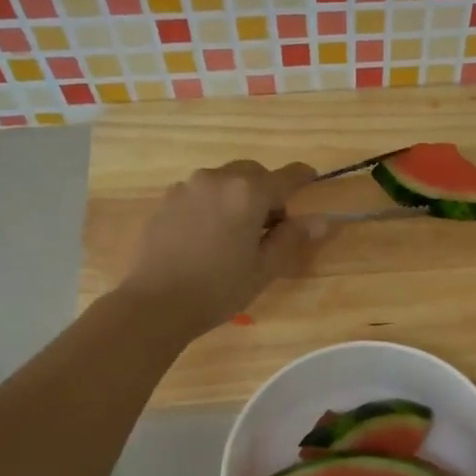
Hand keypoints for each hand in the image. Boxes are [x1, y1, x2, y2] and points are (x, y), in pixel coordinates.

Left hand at [121, 160, 325, 334]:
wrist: (156, 302)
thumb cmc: (219, 289)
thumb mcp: (264, 268)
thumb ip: (291, 238)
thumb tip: (319, 220)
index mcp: (248, 194)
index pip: (286, 177)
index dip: (303, 177)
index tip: (312, 178)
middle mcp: (217, 179)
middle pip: (252, 172)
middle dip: (266, 189)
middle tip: (271, 222)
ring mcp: (187, 187)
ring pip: (223, 180)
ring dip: (237, 195)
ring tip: (236, 230)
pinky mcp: (166, 200)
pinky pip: (199, 192)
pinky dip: (212, 203)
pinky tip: (208, 235)